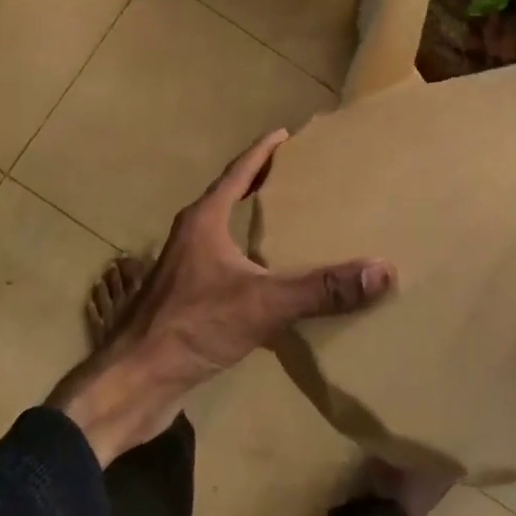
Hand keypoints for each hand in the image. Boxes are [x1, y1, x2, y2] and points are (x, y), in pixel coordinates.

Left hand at [50, 130, 394, 463]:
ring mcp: (185, 269)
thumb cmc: (192, 326)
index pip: (238, 172)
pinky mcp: (185, 300)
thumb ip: (320, 288)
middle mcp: (192, 236)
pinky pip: (224, 266)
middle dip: (260, 183)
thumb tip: (381, 270)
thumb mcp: (263, 303)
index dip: (263, 151)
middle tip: (297, 176)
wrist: (135, 382)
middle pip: (229, 197)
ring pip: (224, 233)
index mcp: (204, 220)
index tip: (286, 134)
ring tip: (289, 223)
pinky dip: (248, 260)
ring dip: (252, 223)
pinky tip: (270, 280)